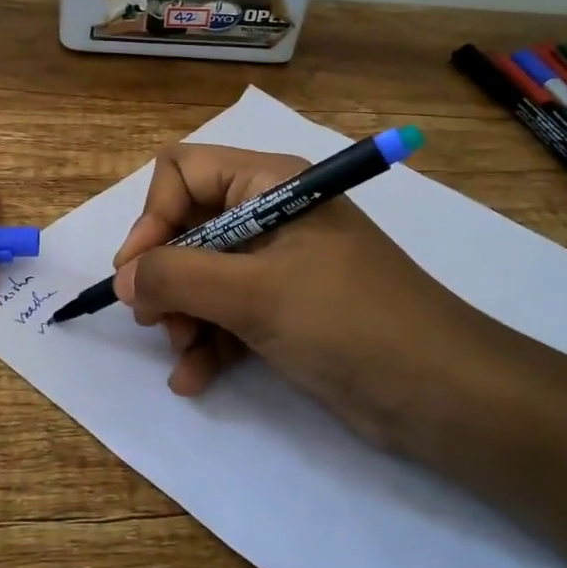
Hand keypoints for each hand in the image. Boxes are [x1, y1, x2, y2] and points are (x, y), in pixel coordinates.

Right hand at [110, 144, 522, 454]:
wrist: (444, 395)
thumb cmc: (347, 322)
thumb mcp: (254, 295)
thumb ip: (176, 277)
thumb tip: (122, 277)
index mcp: (269, 185)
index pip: (183, 172)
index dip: (152, 217)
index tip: (137, 272)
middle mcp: (270, 216)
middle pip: (187, 227)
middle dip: (166, 276)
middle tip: (155, 320)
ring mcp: (278, 266)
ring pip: (201, 276)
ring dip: (182, 316)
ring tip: (183, 355)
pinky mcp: (285, 310)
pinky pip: (226, 313)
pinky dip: (206, 342)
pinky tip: (194, 380)